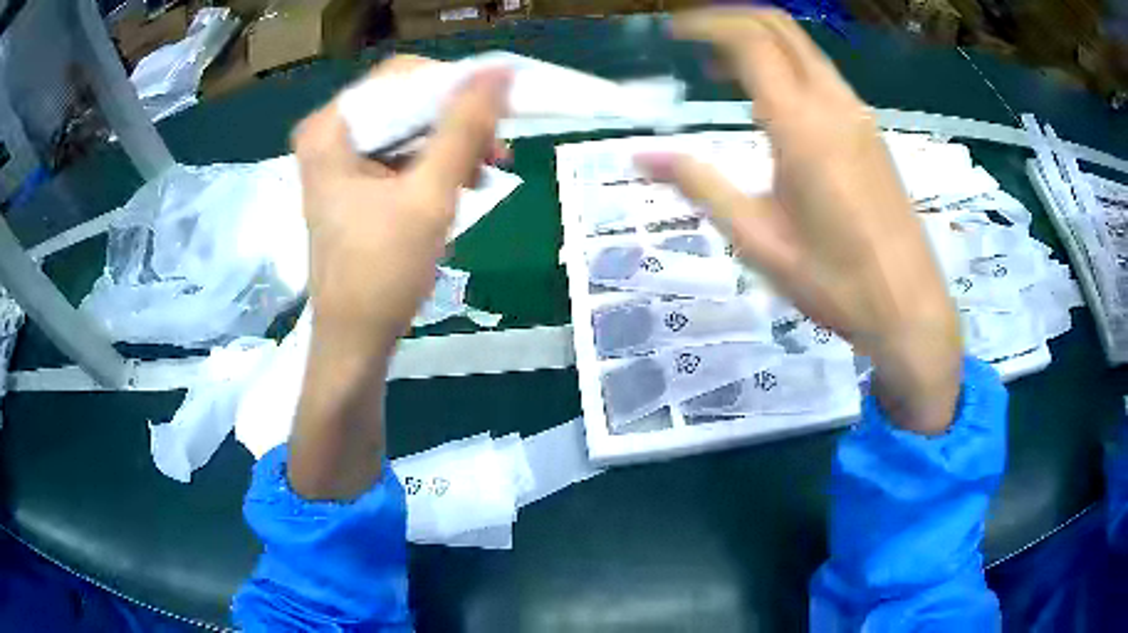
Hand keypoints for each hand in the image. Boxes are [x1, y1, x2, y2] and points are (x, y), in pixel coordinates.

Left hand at [292, 60, 510, 352]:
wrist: (356, 340)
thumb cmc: (383, 273)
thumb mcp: (429, 195)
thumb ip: (464, 128)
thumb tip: (499, 72)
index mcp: (330, 130)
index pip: (400, 77)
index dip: (453, 86)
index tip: (496, 110)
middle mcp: (329, 135)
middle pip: (404, 101)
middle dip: (456, 121)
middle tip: (498, 147)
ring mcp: (340, 159)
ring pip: (408, 127)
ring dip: (453, 144)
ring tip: (488, 171)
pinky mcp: (353, 182)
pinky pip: (402, 153)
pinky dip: (436, 164)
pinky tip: (463, 185)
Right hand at [638, 9, 961, 434]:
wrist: (909, 308)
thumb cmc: (834, 282)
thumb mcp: (758, 239)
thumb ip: (700, 185)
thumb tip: (642, 157)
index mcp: (801, 125)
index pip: (750, 39)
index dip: (707, 24)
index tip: (672, 32)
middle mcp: (833, 105)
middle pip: (780, 27)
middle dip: (732, 19)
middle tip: (693, 40)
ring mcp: (858, 116)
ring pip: (804, 49)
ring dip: (761, 44)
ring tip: (721, 73)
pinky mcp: (871, 133)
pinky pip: (823, 76)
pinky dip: (788, 68)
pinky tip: (771, 104)